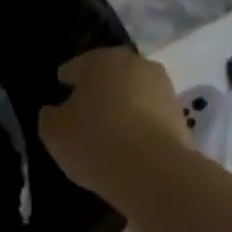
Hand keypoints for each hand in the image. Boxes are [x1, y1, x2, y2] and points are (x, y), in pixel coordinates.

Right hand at [39, 47, 191, 197]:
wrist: (153, 171)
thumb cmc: (94, 141)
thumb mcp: (53, 131)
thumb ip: (50, 115)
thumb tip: (56, 110)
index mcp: (101, 59)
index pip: (75, 67)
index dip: (65, 82)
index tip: (59, 97)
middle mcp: (136, 64)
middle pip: (109, 76)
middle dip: (97, 92)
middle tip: (83, 115)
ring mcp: (163, 88)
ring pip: (133, 95)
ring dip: (122, 108)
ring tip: (108, 133)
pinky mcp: (181, 115)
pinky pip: (149, 117)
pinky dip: (139, 126)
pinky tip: (129, 145)